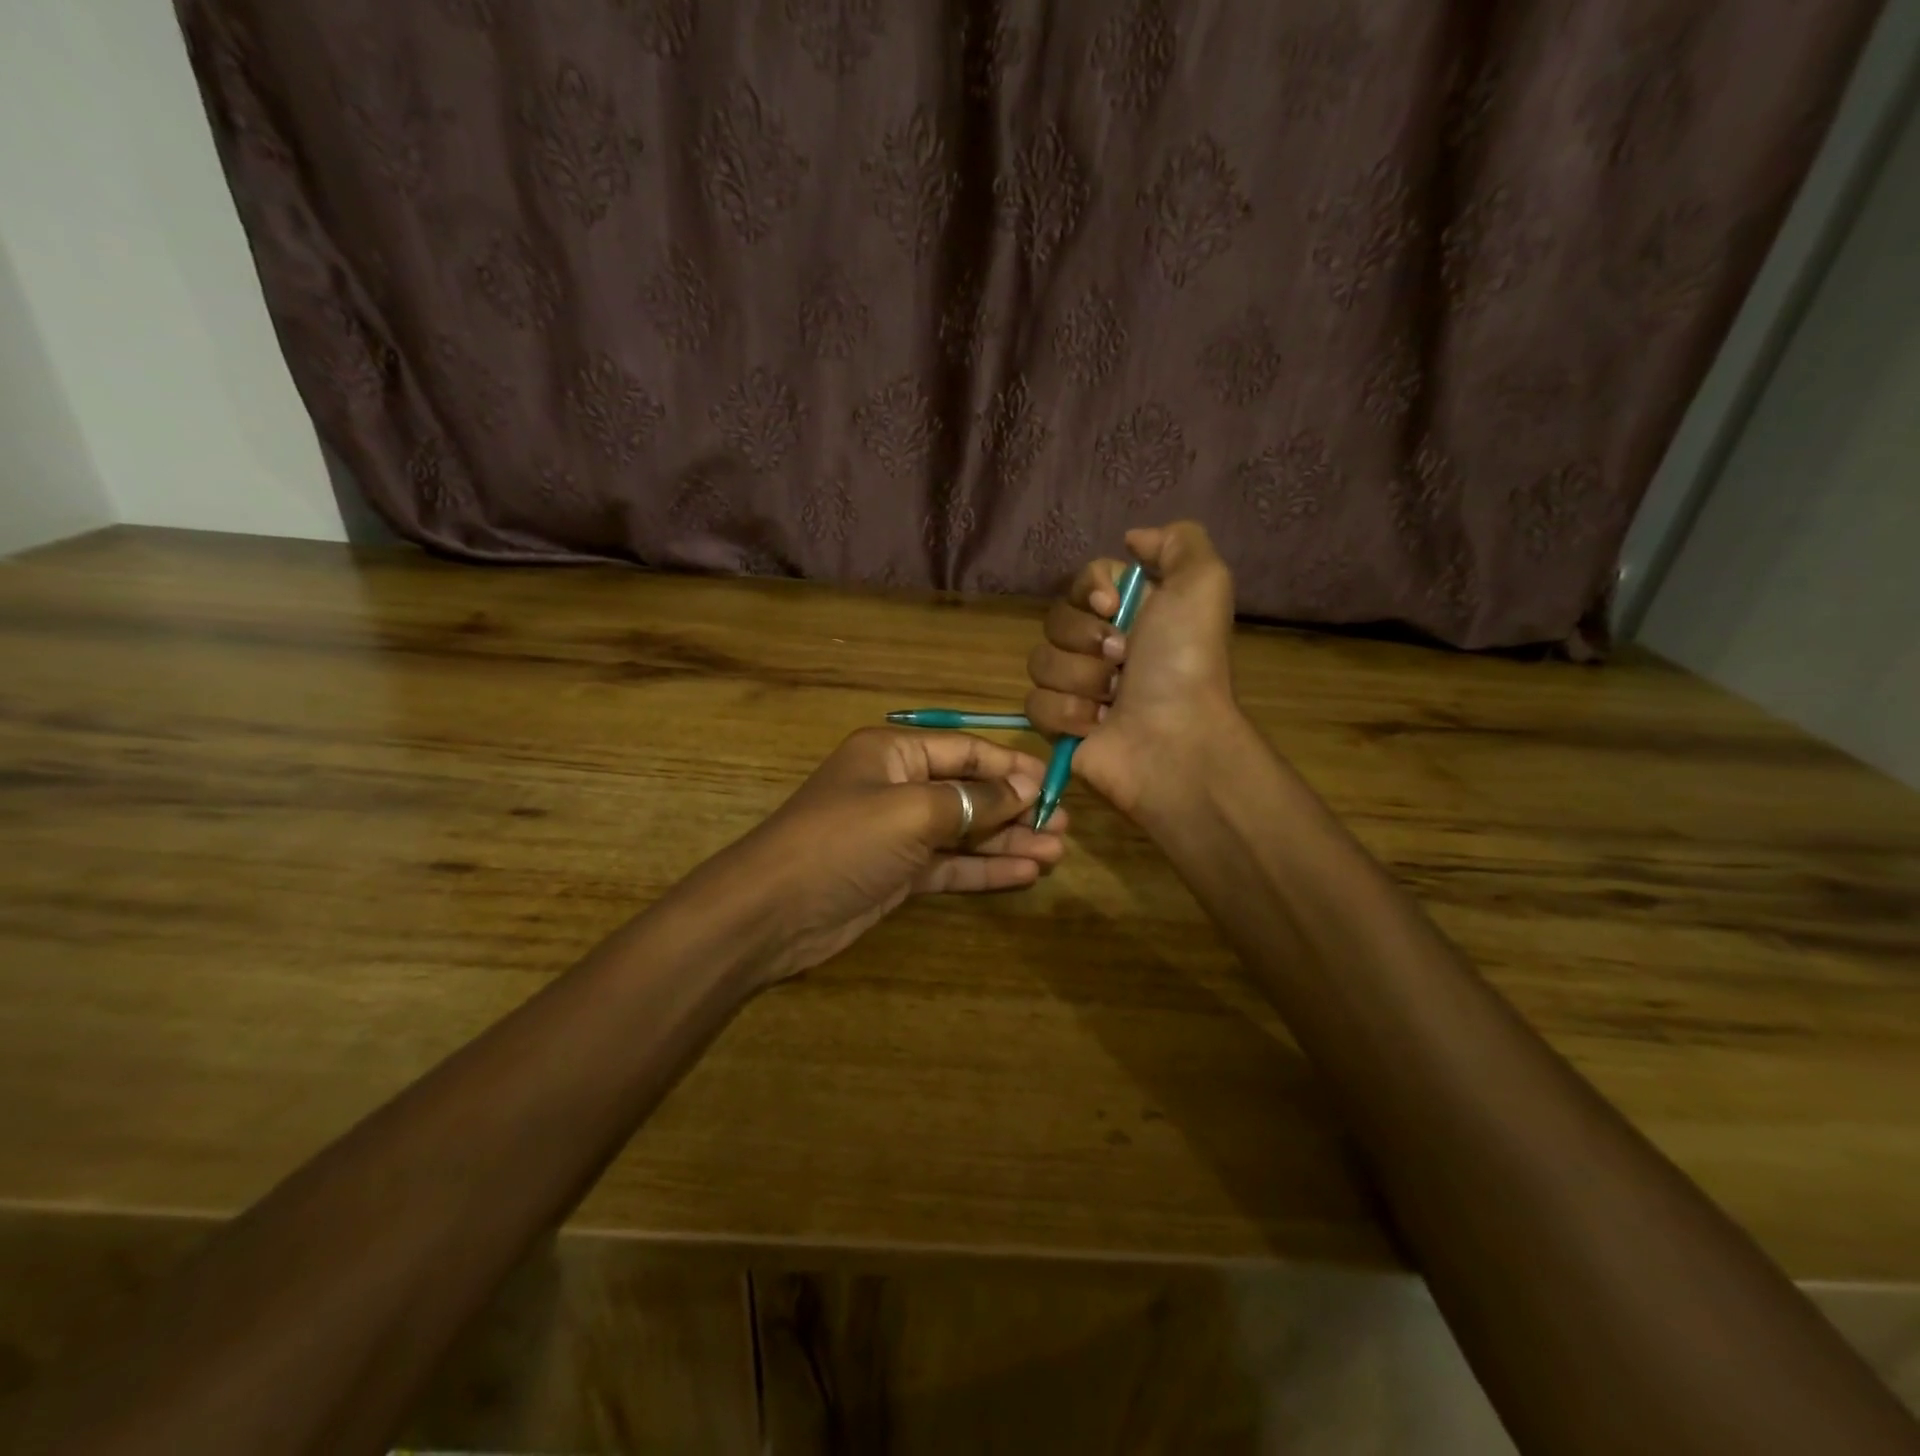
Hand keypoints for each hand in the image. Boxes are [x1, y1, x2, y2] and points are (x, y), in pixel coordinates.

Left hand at [719, 728, 1066, 982]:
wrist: (772, 913)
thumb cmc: (843, 841)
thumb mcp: (912, 811)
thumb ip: (972, 799)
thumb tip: (1023, 788)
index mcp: (893, 752)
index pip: (964, 750)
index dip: (1010, 765)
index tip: (1054, 782)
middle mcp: (897, 786)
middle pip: (968, 790)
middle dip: (1015, 806)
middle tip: (1063, 823)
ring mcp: (897, 834)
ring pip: (964, 831)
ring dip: (1007, 840)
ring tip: (1057, 850)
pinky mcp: (897, 875)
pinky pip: (950, 865)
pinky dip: (985, 868)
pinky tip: (1025, 873)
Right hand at [1024, 521, 1239, 818]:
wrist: (1174, 739)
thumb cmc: (1186, 662)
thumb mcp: (1203, 583)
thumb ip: (1177, 542)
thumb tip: (1133, 539)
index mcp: (1132, 613)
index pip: (1083, 582)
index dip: (1091, 591)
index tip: (1113, 607)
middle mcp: (1103, 647)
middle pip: (1056, 620)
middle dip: (1086, 639)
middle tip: (1122, 661)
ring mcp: (1079, 687)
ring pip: (1041, 662)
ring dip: (1081, 680)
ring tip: (1114, 701)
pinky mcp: (1060, 725)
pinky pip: (1034, 703)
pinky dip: (1067, 713)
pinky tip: (1097, 725)